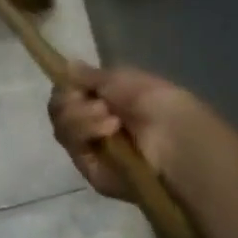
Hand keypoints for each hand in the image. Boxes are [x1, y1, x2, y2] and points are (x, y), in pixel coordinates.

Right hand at [47, 62, 204, 201]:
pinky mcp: (90, 170)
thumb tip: (66, 67)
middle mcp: (94, 126)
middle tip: (98, 103)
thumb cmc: (160, 103)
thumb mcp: (124, 79)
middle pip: (59, 110)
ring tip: (111, 118)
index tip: (76, 84)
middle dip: (71, 101)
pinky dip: (85, 131)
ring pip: (61, 127)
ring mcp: (91, 149)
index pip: (68, 95)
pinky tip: (109, 129)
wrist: (179, 138)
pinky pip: (71, 146)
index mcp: (104, 103)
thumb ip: (91, 76)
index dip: (67, 88)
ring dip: (80, 116)